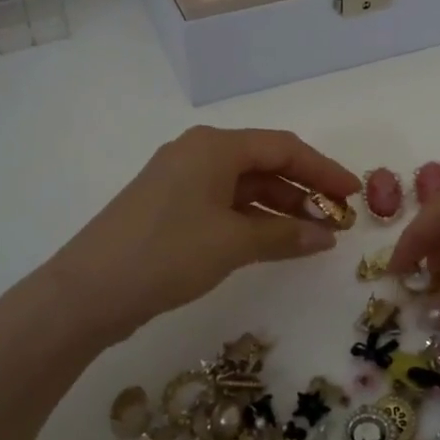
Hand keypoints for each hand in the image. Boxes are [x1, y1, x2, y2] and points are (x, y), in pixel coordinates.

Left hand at [44, 126, 359, 345]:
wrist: (86, 293)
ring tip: (312, 234)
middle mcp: (198, 152)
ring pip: (244, 184)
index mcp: (214, 146)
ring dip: (279, 206)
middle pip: (264, 162)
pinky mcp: (169, 206)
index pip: (283, 147)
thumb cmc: (167, 253)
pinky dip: (252, 218)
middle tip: (336, 217)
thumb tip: (327, 236)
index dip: (323, 169)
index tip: (354, 193)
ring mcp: (180, 179)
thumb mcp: (233, 243)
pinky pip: (224, 202)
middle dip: (303, 189)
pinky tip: (273, 240)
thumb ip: (285, 234)